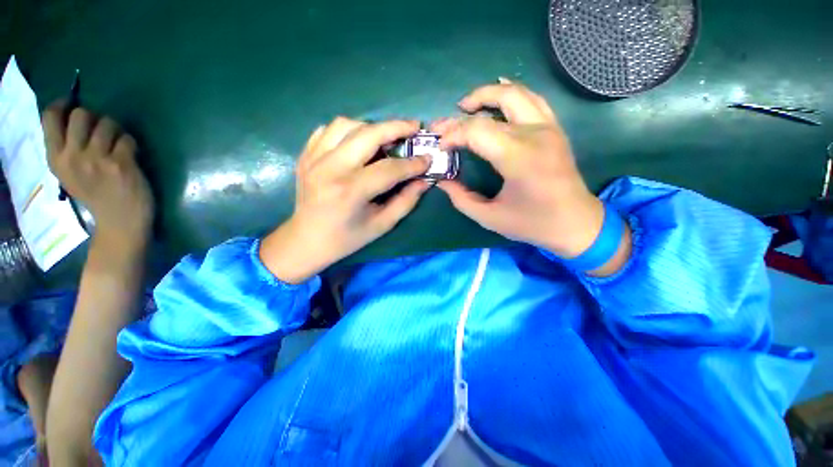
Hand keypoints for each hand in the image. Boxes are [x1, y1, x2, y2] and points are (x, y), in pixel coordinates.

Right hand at [42, 102, 153, 244]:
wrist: (119, 221)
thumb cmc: (95, 196)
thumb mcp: (68, 173)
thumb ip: (66, 148)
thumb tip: (71, 116)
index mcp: (56, 159)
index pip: (49, 118)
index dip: (63, 105)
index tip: (72, 104)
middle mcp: (73, 156)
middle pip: (81, 114)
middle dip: (94, 117)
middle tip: (101, 131)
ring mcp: (97, 160)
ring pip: (107, 123)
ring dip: (116, 130)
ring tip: (117, 146)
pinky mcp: (121, 164)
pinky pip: (127, 139)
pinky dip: (130, 144)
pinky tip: (130, 156)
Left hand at [260, 118, 430, 283]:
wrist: (306, 240)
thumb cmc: (347, 238)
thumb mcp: (382, 225)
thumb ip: (406, 201)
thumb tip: (424, 181)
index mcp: (351, 191)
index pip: (389, 169)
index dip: (412, 163)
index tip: (428, 159)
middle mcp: (331, 168)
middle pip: (368, 134)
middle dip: (396, 127)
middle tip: (414, 127)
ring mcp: (314, 158)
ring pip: (346, 124)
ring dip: (371, 127)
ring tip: (385, 137)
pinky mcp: (305, 155)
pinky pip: (328, 130)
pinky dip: (348, 130)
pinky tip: (358, 142)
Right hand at [433, 79, 629, 274]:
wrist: (576, 222)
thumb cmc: (532, 223)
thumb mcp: (490, 218)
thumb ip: (462, 199)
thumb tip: (442, 181)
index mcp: (518, 158)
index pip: (477, 131)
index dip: (453, 135)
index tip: (440, 147)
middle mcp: (535, 135)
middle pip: (492, 108)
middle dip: (461, 115)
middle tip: (442, 124)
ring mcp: (548, 127)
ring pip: (515, 93)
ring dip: (486, 94)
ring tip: (466, 106)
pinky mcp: (554, 128)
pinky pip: (532, 99)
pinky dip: (512, 91)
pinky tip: (498, 91)